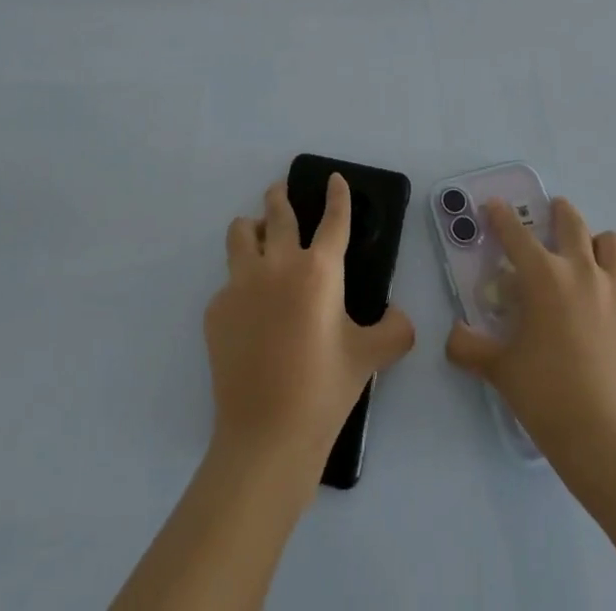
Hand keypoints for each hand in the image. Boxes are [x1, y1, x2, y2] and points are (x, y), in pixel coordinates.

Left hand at [205, 175, 415, 485]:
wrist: (266, 438)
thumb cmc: (324, 391)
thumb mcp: (370, 358)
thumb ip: (395, 331)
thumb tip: (399, 316)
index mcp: (318, 270)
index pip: (333, 219)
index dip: (337, 195)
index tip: (334, 178)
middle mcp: (277, 265)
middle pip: (277, 212)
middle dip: (280, 195)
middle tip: (281, 190)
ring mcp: (241, 285)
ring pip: (240, 233)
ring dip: (251, 228)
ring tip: (258, 235)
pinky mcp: (216, 310)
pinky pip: (228, 282)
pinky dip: (240, 284)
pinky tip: (249, 312)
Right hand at [445, 197, 615, 461]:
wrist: (607, 439)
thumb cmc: (545, 395)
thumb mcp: (500, 370)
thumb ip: (471, 348)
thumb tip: (453, 337)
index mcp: (543, 277)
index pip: (516, 233)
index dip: (502, 216)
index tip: (495, 205)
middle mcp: (582, 272)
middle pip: (572, 223)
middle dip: (559, 212)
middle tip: (552, 213)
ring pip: (611, 245)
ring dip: (597, 244)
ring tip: (587, 258)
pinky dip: (613, 301)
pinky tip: (606, 328)